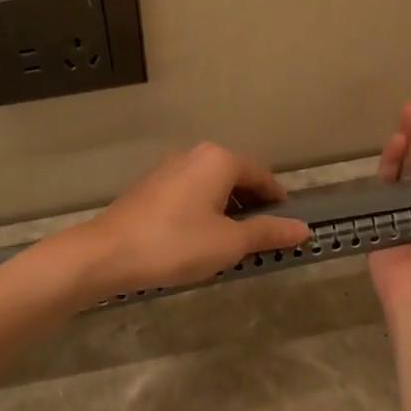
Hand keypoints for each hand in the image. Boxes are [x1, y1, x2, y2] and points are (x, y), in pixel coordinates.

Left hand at [61, 143, 310, 301]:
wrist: (107, 254)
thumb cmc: (176, 244)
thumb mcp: (229, 242)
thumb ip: (268, 232)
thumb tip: (303, 228)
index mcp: (218, 160)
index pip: (261, 175)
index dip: (278, 200)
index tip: (289, 223)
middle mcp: (194, 156)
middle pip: (236, 178)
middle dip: (253, 205)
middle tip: (264, 237)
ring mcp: (168, 170)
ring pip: (211, 187)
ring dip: (228, 210)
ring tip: (235, 243)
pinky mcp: (150, 189)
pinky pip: (190, 195)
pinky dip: (205, 212)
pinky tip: (201, 240)